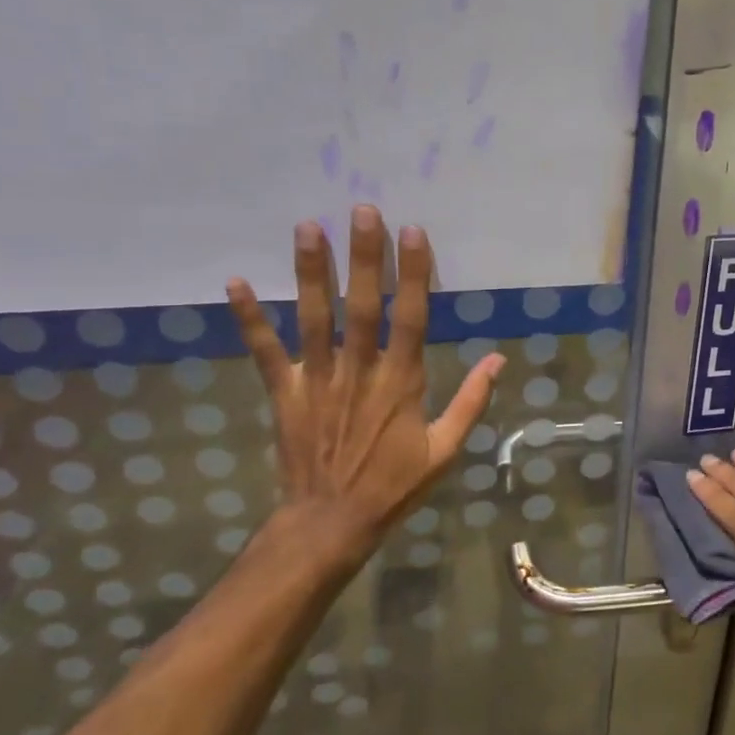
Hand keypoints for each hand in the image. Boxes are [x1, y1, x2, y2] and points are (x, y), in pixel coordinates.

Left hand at [227, 205, 504, 560]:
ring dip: (310, 272)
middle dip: (363, 257)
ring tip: (308, 227)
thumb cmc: (393, 486)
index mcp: (400, 383)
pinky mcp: (284, 394)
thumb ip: (471, 402)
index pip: (410, 318)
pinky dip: (249, 319)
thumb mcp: (445, 451)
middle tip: (361, 210)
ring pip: (314, 318)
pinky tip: (235, 282)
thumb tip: (499, 360)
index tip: (413, 232)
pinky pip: (265, 352)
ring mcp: (317, 380)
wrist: (332, 523)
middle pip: (361, 306)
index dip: (412, 274)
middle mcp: (358, 372)